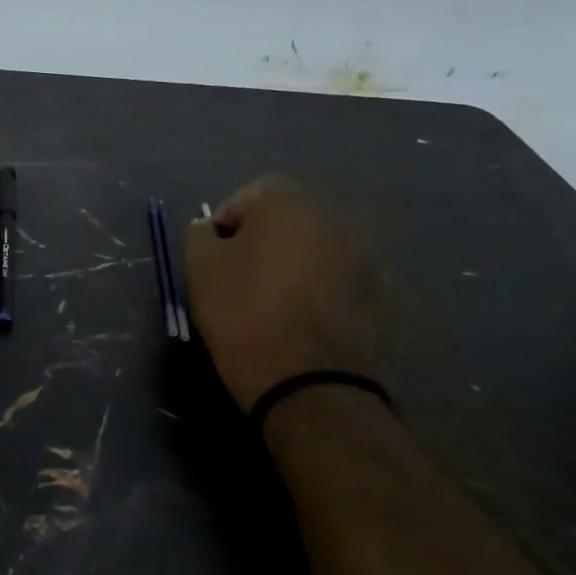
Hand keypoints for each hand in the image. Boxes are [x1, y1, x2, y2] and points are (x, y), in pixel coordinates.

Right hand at [184, 176, 377, 410]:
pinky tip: (298, 317)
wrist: (306, 380)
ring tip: (269, 299)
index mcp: (289, 203)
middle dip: (261, 240)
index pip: (250, 194)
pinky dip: (316, 288)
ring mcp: (361, 255)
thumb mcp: (199, 267)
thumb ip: (199, 234)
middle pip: (287, 218)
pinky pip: (335, 278)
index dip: (225, 222)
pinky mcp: (375, 293)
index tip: (213, 256)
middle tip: (237, 277)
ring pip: (313, 248)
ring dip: (291, 263)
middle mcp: (333, 218)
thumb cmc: (244, 312)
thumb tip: (210, 229)